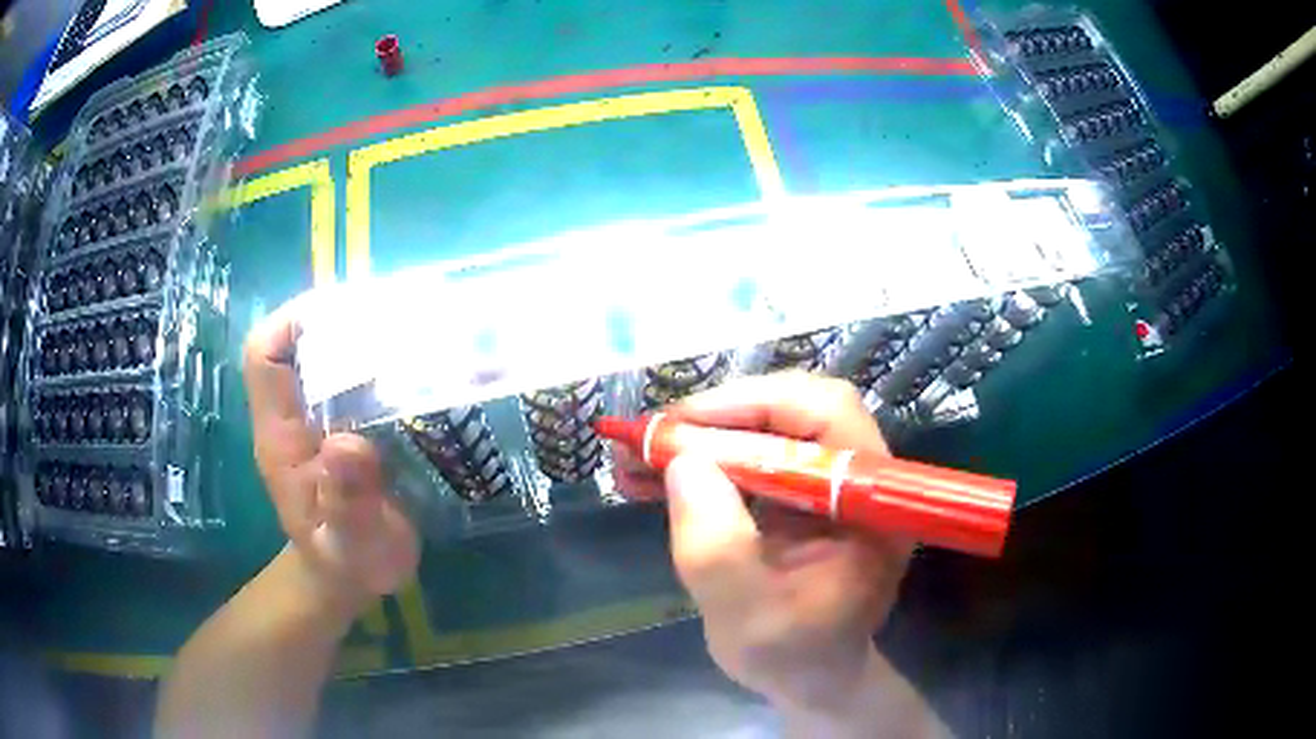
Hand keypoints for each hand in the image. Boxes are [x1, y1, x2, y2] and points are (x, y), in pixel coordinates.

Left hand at [242, 299, 419, 621]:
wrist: (352, 576)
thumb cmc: (349, 564)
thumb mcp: (354, 546)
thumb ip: (348, 505)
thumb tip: (347, 444)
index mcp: (281, 437)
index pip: (264, 357)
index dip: (292, 323)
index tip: (346, 313)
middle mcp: (294, 416)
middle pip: (299, 344)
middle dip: (341, 320)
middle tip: (401, 316)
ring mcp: (318, 417)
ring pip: (328, 355)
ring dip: (366, 335)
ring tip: (419, 330)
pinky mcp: (345, 422)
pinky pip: (356, 377)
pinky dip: (383, 360)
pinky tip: (422, 364)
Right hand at [621, 373, 914, 711]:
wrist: (808, 675)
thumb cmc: (791, 654)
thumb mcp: (747, 613)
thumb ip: (717, 546)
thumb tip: (683, 462)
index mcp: (870, 501)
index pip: (826, 414)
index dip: (753, 405)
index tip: (681, 425)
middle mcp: (857, 476)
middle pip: (792, 410)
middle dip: (716, 418)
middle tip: (650, 438)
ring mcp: (826, 481)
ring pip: (764, 429)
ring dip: (698, 438)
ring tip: (634, 457)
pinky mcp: (796, 491)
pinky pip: (748, 456)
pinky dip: (699, 460)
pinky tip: (651, 476)